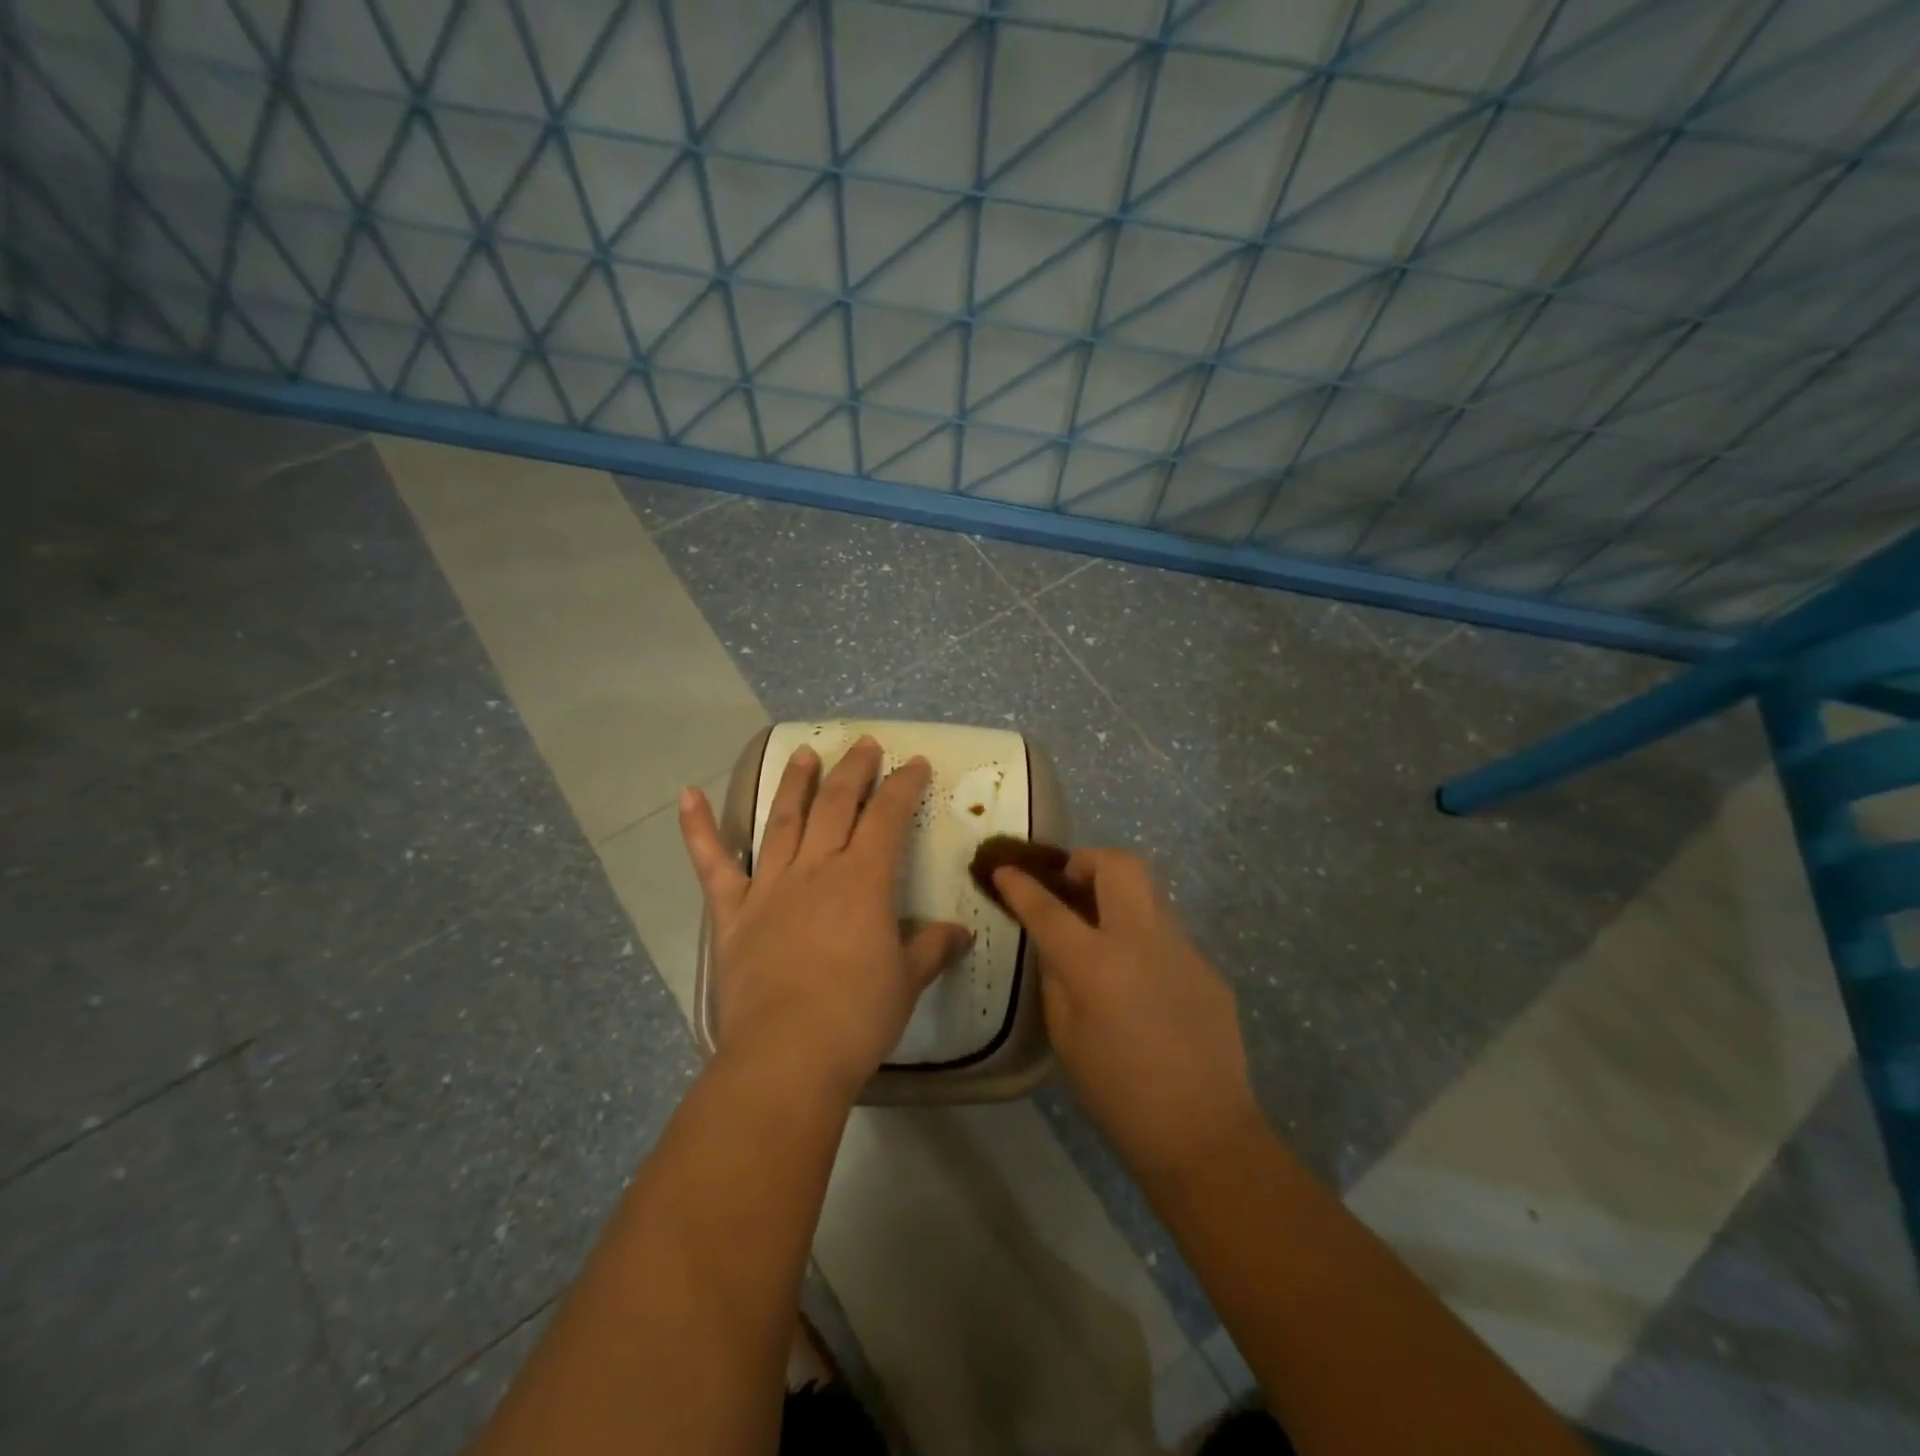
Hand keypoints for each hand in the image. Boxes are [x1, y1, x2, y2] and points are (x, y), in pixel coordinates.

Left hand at [679, 737, 972, 1102]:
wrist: (787, 1055)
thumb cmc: (857, 1017)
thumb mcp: (906, 981)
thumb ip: (931, 948)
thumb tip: (959, 933)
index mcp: (862, 880)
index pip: (887, 816)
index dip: (902, 785)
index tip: (913, 763)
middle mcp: (815, 869)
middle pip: (836, 804)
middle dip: (853, 770)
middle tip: (863, 744)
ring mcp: (769, 886)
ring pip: (783, 820)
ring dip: (794, 783)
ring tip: (803, 753)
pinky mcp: (732, 912)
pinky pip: (713, 864)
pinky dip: (697, 829)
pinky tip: (688, 795)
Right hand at [994, 849, 1262, 1177]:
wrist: (1203, 1132)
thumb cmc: (1117, 1093)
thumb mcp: (1065, 1036)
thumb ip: (1056, 977)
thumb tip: (1056, 945)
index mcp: (1097, 963)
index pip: (1048, 907)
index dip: (1021, 885)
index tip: (1004, 870)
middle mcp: (1142, 940)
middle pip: (1118, 865)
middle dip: (1086, 860)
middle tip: (1069, 884)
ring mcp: (1183, 948)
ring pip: (1149, 890)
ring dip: (1118, 891)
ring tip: (1100, 923)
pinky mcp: (1207, 966)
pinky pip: (1168, 931)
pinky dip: (1142, 933)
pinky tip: (1138, 975)